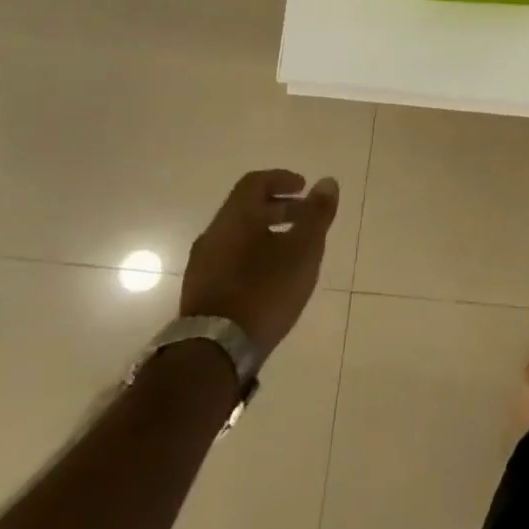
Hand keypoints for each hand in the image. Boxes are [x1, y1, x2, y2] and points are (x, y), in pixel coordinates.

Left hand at [181, 170, 339, 357]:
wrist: (216, 349)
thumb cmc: (265, 290)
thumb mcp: (303, 249)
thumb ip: (317, 214)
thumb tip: (326, 182)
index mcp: (236, 218)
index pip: (255, 182)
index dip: (282, 179)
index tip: (305, 187)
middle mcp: (214, 234)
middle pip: (247, 208)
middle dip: (280, 207)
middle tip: (307, 217)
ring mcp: (203, 263)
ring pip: (239, 234)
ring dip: (268, 231)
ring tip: (295, 248)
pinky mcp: (202, 289)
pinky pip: (231, 256)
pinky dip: (255, 252)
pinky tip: (273, 274)